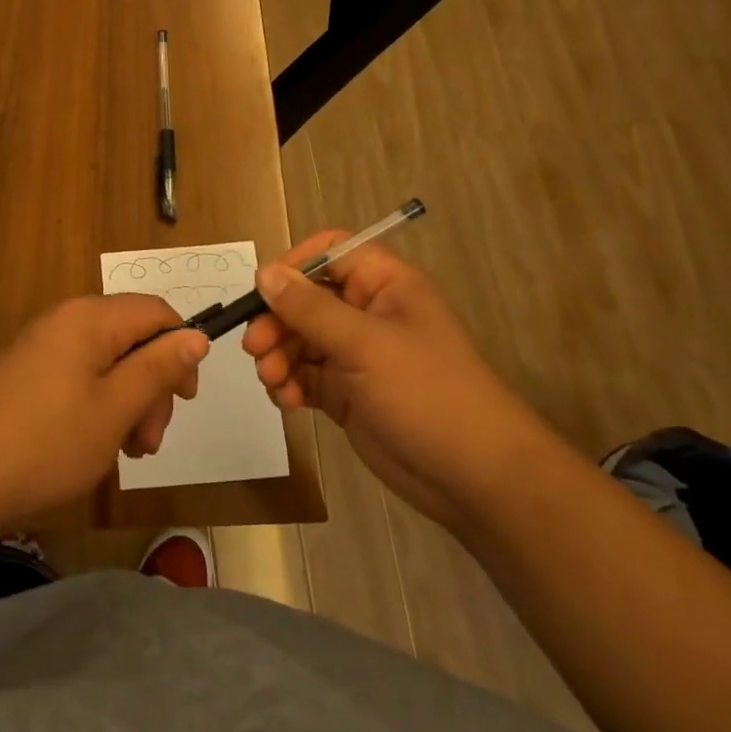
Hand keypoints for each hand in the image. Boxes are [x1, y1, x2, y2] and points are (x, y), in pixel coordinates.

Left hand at [0, 296, 208, 528]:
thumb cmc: (47, 441)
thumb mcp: (115, 408)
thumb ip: (158, 368)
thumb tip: (195, 336)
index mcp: (90, 318)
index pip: (156, 311)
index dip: (180, 349)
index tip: (185, 399)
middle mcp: (67, 321)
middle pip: (133, 338)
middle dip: (152, 387)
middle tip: (148, 442)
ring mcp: (45, 347)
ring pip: (109, 363)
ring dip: (129, 403)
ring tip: (126, 453)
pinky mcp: (30, 373)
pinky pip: (82, 377)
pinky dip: (100, 407)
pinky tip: (97, 446)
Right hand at [241, 232, 551, 525]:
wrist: (475, 478)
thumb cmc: (426, 393)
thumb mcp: (364, 344)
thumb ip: (310, 308)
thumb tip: (265, 273)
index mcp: (384, 285)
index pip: (330, 253)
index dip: (294, 266)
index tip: (263, 291)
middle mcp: (367, 313)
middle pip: (305, 299)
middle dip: (277, 322)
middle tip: (255, 348)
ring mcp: (356, 355)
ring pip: (299, 340)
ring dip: (278, 356)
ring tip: (272, 381)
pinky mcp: (346, 393)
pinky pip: (305, 375)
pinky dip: (289, 384)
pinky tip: (286, 400)